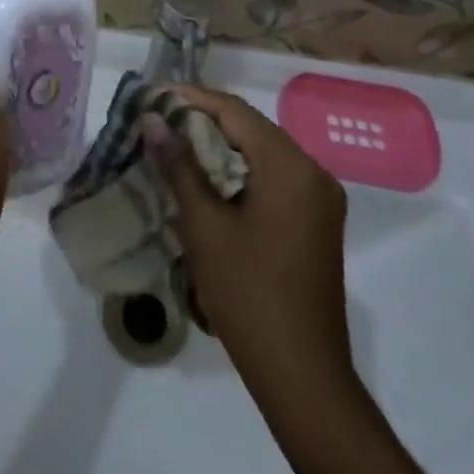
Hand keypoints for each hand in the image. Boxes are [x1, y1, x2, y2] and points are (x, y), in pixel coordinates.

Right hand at [144, 87, 353, 387]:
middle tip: (160, 120)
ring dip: (222, 145)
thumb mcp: (205, 226)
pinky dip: (241, 169)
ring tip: (176, 144)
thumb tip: (153, 118)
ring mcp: (320, 198)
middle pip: (252, 128)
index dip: (192, 98)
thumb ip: (179, 165)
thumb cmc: (249, 296)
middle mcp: (313, 172)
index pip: (235, 111)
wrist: (303, 378)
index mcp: (290, 166)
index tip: (154, 95)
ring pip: (262, 151)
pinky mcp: (317, 221)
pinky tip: (209, 179)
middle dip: (205, 120)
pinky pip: (274, 176)